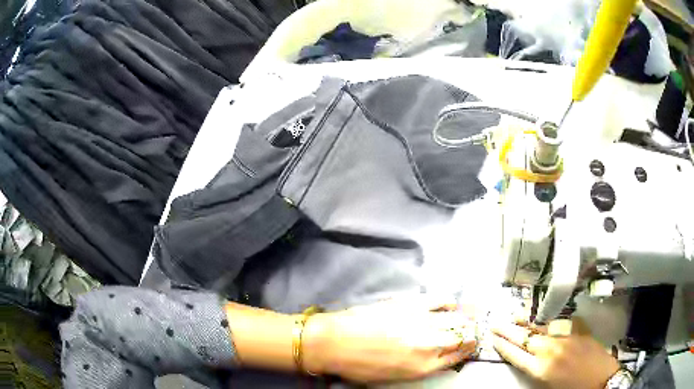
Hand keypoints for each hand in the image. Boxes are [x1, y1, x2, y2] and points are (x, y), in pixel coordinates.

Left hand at [302, 295, 476, 382]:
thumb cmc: (360, 366)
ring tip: (464, 318)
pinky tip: (449, 304)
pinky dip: (448, 302)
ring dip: (463, 319)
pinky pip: (439, 300)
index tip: (472, 345)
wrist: (334, 342)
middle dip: (470, 334)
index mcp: (423, 367)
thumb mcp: (394, 376)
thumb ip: (420, 366)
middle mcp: (429, 345)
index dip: (467, 350)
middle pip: (461, 337)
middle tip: (470, 331)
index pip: (457, 356)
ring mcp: (422, 322)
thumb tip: (436, 354)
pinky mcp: (411, 304)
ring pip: (455, 319)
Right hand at [492, 318, 619, 388]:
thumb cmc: (573, 388)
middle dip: (508, 331)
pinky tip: (542, 317)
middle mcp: (551, 350)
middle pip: (525, 338)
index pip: (517, 356)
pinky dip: (547, 319)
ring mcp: (566, 337)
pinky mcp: (578, 329)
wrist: (601, 378)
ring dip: (526, 320)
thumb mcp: (549, 384)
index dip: (504, 347)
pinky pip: (559, 321)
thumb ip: (538, 369)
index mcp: (542, 369)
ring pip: (541, 326)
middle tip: (495, 324)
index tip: (494, 339)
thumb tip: (528, 357)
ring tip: (515, 315)